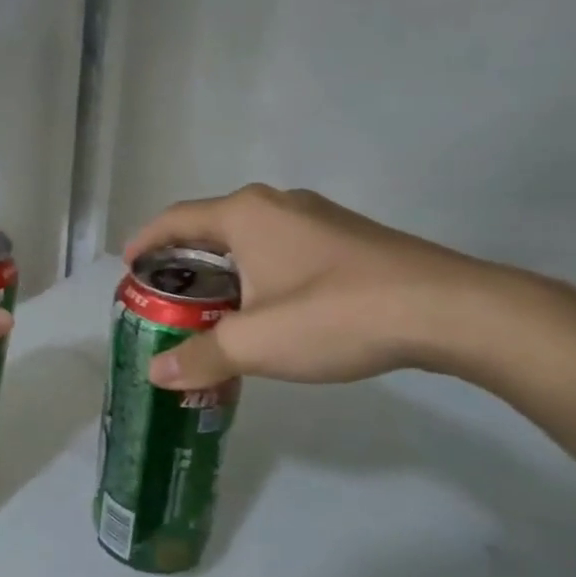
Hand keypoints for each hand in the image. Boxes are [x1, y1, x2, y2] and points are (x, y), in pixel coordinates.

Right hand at [124, 185, 504, 390]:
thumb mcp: (256, 343)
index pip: (176, 219)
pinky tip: (270, 309)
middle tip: (167, 296)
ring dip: (224, 269)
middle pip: (212, 227)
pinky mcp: (348, 238)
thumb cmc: (335, 315)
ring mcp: (317, 217)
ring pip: (251, 239)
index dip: (145, 241)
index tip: (127, 267)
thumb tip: (156, 372)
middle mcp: (277, 204)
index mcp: (245, 215)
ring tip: (213, 307)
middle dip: (184, 259)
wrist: (448, 310)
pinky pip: (283, 249)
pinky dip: (259, 273)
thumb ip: (201, 356)